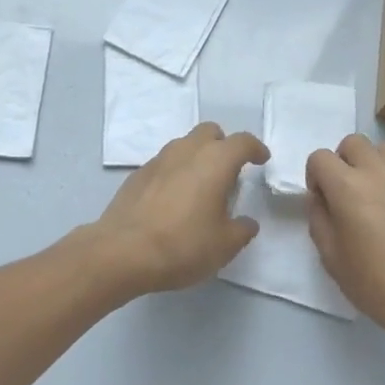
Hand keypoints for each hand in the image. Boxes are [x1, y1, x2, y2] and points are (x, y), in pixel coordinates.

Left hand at [89, 123, 269, 296]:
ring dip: (197, 156)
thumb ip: (242, 230)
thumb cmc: (183, 245)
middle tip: (229, 170)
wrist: (122, 252)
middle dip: (223, 144)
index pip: (242, 142)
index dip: (255, 148)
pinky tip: (174, 198)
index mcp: (215, 161)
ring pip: (184, 144)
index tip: (261, 160)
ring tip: (201, 185)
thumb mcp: (224, 245)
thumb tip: (246, 223)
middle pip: (209, 132)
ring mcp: (158, 160)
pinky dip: (175, 172)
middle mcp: (187, 151)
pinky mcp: (137, 174)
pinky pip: (164, 163)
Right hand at [305, 134, 384, 350]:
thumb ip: (318, 219)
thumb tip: (320, 198)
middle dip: (344, 162)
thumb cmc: (376, 285)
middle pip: (353, 143)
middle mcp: (378, 171)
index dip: (316, 177)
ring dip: (376, 164)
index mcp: (346, 187)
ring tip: (381, 193)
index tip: (323, 200)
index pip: (319, 157)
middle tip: (350, 193)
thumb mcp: (331, 258)